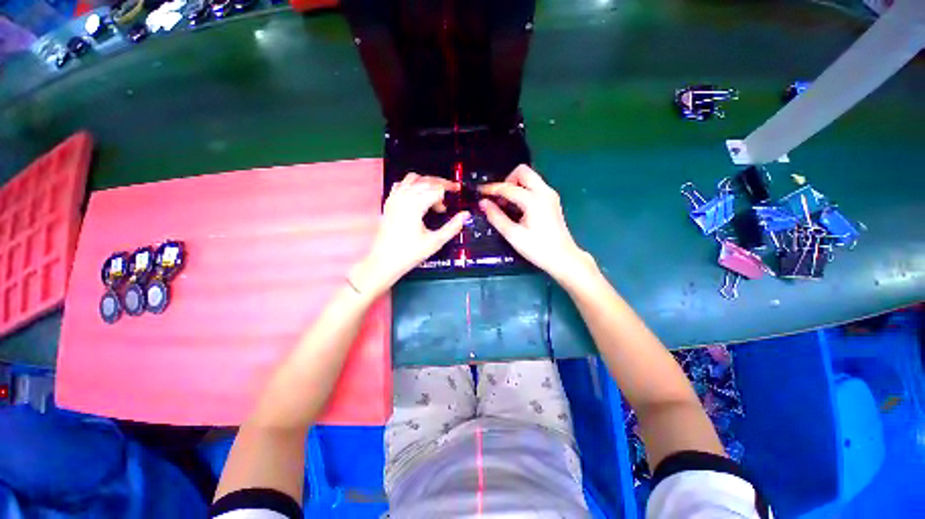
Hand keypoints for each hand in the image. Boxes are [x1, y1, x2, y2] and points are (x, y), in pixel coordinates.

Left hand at [352, 173, 468, 294]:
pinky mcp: (389, 202)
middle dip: (441, 184)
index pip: (437, 188)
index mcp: (416, 204)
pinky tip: (418, 196)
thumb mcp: (435, 241)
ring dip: (427, 182)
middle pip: (426, 180)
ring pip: (414, 179)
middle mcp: (404, 196)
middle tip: (451, 192)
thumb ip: (453, 227)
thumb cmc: (409, 253)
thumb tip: (465, 215)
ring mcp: (395, 198)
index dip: (450, 190)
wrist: (384, 260)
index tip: (457, 193)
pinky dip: (412, 185)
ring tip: (436, 194)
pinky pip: (401, 184)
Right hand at [479, 165, 593, 281]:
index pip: (508, 188)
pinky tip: (517, 207)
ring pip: (529, 177)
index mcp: (534, 200)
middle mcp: (544, 192)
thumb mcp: (513, 235)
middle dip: (507, 181)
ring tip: (506, 204)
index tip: (480, 192)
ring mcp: (550, 195)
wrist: (563, 258)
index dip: (491, 189)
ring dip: (515, 185)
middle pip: (522, 171)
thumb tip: (483, 203)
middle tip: (499, 198)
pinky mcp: (552, 200)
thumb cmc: (538, 249)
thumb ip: (496, 217)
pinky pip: (535, 186)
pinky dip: (523, 191)